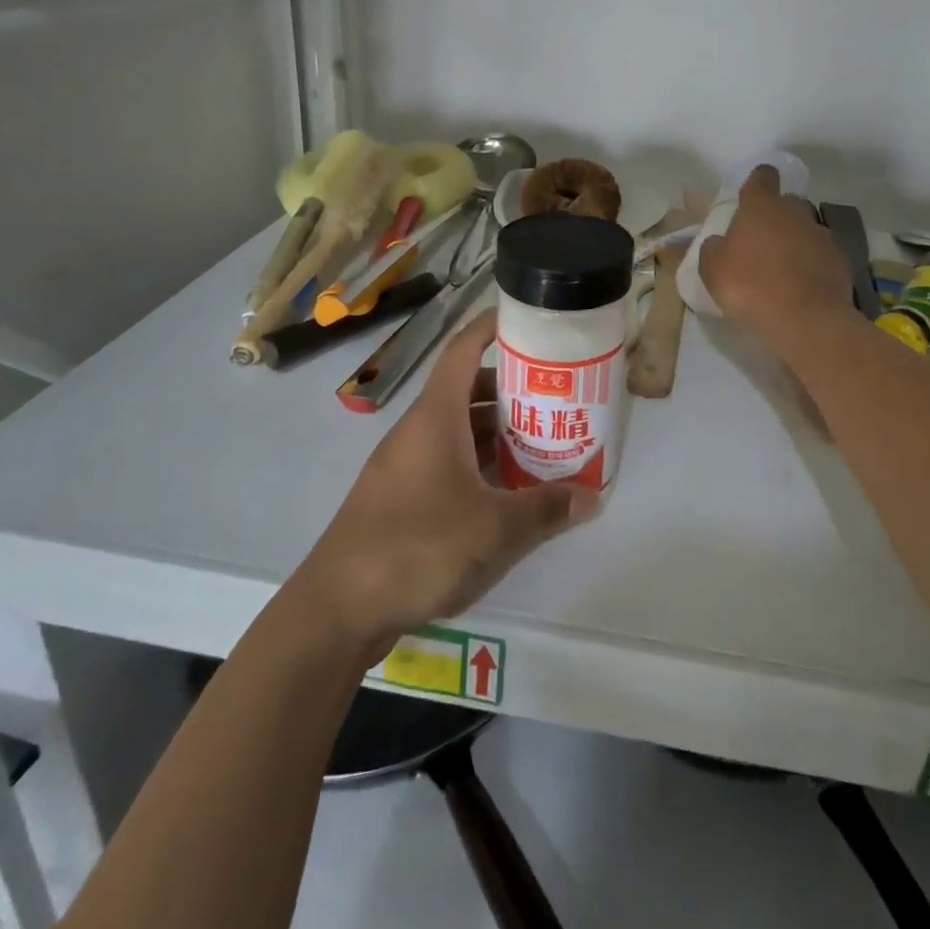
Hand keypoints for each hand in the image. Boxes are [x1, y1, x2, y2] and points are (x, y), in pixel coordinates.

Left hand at [294, 310, 598, 650]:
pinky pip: (449, 461)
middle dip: (512, 387)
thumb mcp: (494, 528)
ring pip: (460, 429)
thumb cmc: (417, 546)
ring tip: (544, 439)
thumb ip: (546, 509)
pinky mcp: (402, 497)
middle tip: (557, 393)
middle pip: (468, 389)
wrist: (337, 609)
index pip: (463, 349)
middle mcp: (419, 430)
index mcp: (436, 416)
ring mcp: (407, 464)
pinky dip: (480, 462)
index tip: (529, 319)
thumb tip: (592, 497)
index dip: (492, 326)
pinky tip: (509, 488)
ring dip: (498, 429)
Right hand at [699, 165, 854, 348]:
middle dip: (776, 216)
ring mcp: (822, 235)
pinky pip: (821, 255)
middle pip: (787, 203)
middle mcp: (795, 212)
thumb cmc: (750, 285)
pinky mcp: (840, 260)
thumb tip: (720, 242)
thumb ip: (714, 248)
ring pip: (806, 229)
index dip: (757, 182)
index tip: (750, 196)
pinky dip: (812, 265)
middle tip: (761, 241)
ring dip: (795, 242)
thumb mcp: (713, 269)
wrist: (804, 318)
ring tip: (782, 270)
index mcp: (762, 206)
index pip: (763, 176)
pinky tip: (802, 287)